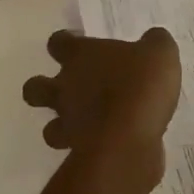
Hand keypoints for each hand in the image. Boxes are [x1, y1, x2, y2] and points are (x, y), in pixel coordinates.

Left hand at [22, 28, 180, 182]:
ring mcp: (69, 123)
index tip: (81, 45)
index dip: (66, 43)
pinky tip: (107, 145)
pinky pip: (76, 150)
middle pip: (34, 88)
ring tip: (85, 124)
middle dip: (43, 89)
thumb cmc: (138, 85)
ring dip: (61, 126)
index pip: (58, 42)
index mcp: (79, 56)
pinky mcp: (79, 153)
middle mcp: (65, 88)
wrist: (130, 139)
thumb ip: (154, 43)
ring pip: (49, 127)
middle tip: (69, 88)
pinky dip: (87, 148)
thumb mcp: (159, 53)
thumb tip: (153, 40)